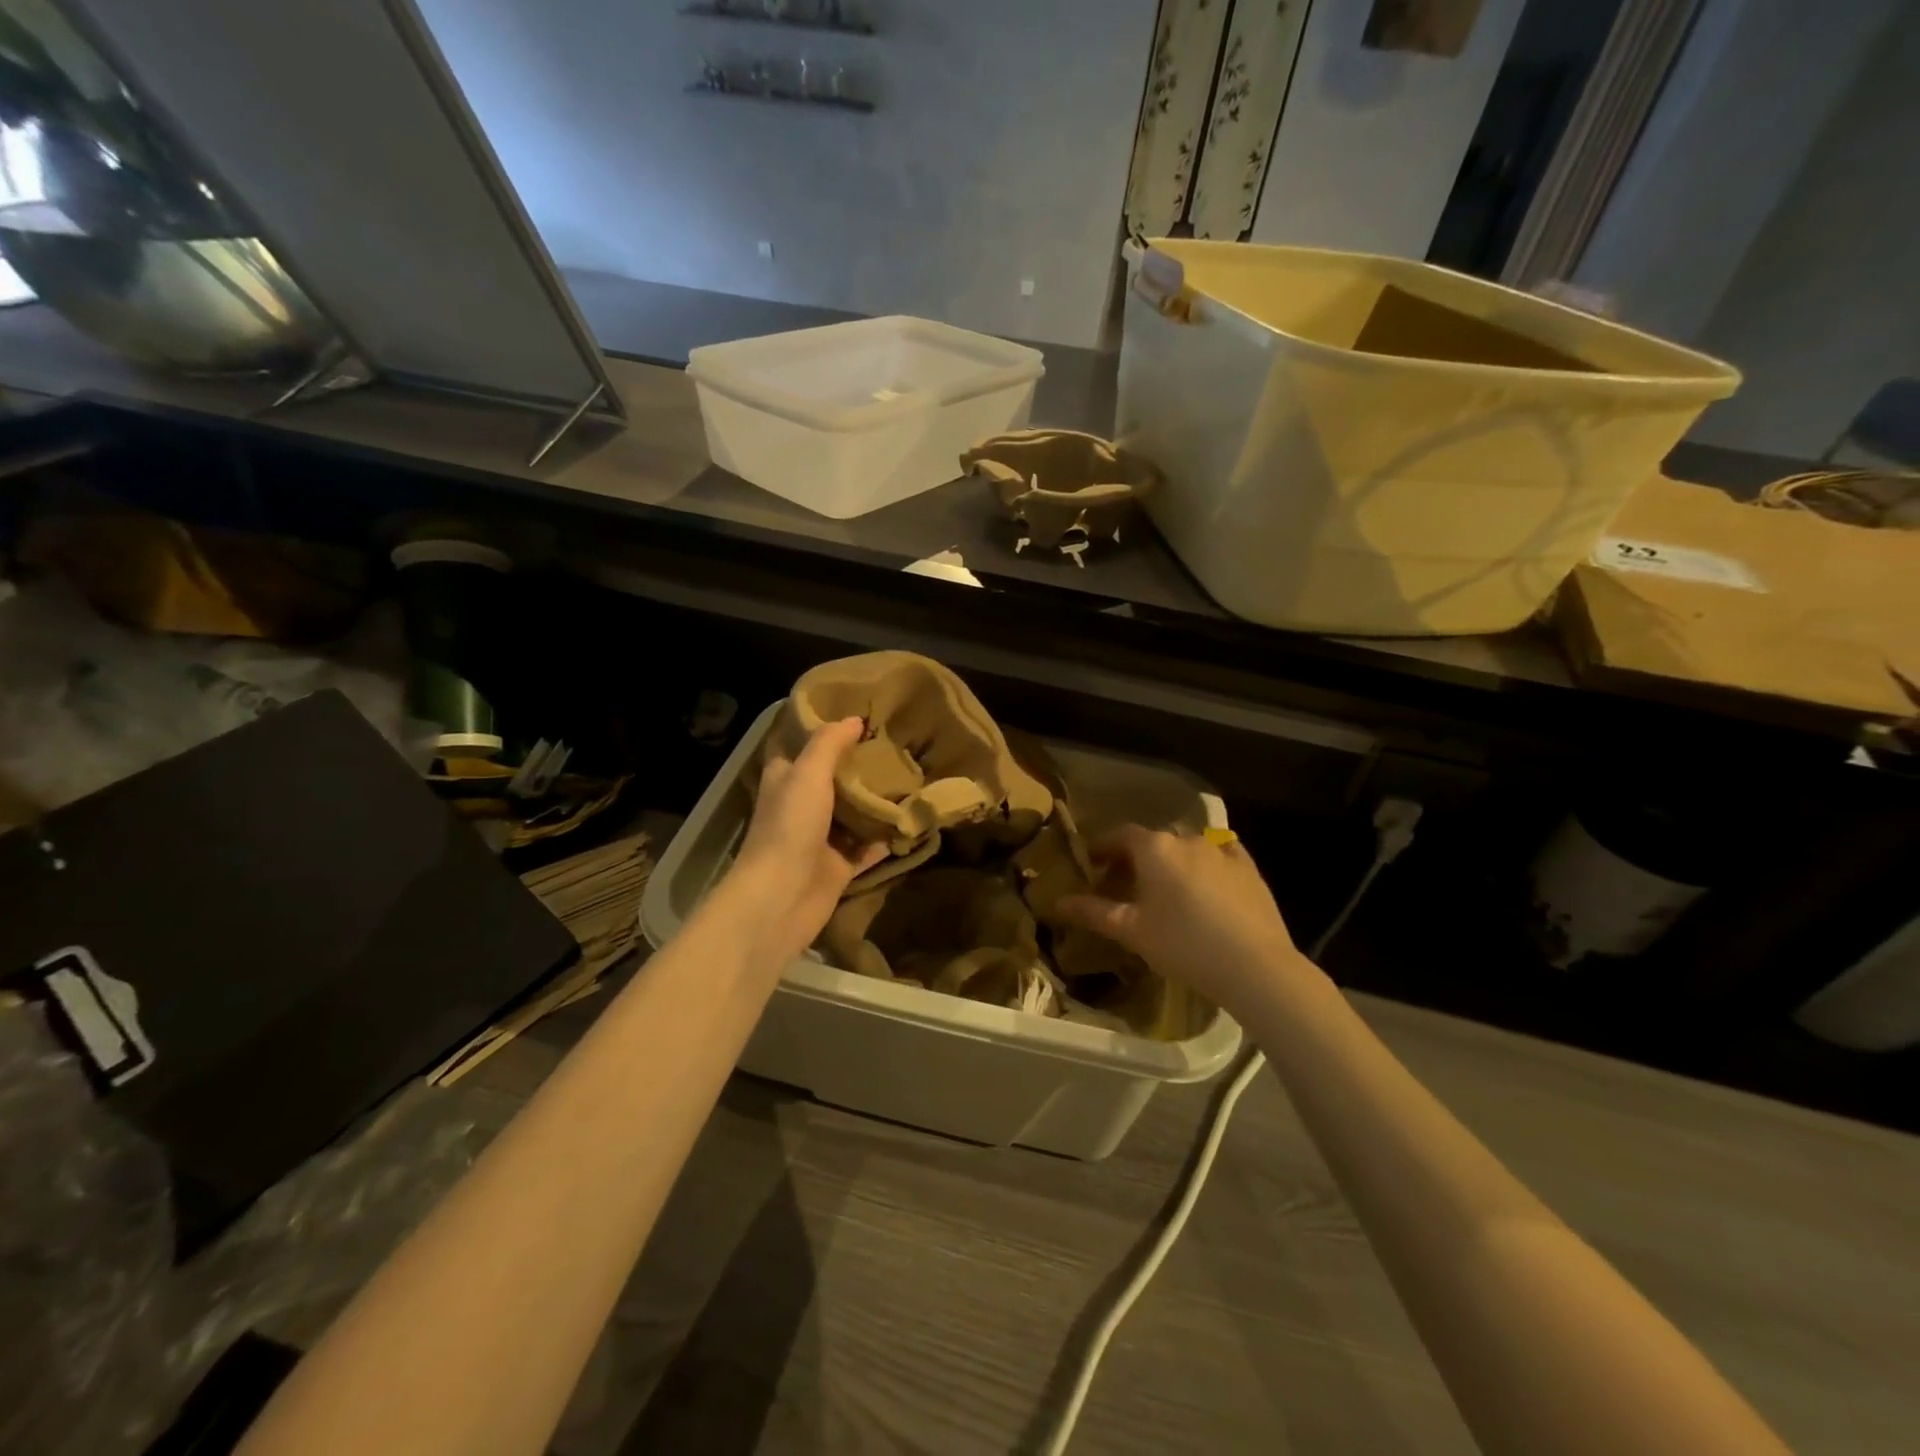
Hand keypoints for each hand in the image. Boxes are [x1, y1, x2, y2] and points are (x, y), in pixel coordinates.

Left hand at [726, 717, 887, 968]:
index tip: (859, 715)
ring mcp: (821, 838)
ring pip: (853, 813)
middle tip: (896, 744)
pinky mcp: (839, 867)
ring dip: (876, 800)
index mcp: (786, 780)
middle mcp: (802, 806)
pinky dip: (886, 837)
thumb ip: (829, 744)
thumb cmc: (789, 827)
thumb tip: (855, 719)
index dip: (826, 731)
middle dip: (859, 765)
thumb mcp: (807, 774)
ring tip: (911, 776)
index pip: (804, 746)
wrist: (781, 898)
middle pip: (833, 779)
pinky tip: (911, 819)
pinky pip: (868, 847)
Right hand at [1057, 826, 1314, 1014]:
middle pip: (1152, 840)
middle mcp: (1187, 838)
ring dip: (1170, 861)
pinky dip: (1206, 864)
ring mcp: (1221, 851)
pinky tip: (1206, 883)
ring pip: (1186, 848)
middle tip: (1123, 884)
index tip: (1091, 864)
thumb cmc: (1183, 944)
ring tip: (1165, 890)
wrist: (1255, 966)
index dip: (1102, 847)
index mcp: (1154, 847)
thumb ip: (1093, 912)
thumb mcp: (1131, 931)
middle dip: (1135, 857)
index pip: (1119, 835)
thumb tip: (1057, 902)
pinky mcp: (1249, 868)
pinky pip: (1220, 856)